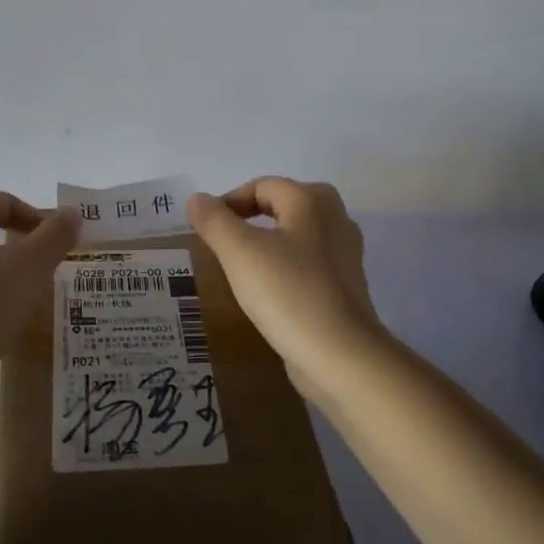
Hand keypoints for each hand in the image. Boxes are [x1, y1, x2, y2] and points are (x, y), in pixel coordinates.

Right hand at [187, 178, 385, 398]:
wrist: (341, 357)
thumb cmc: (288, 293)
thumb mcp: (239, 252)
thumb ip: (214, 221)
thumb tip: (197, 199)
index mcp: (311, 200)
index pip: (261, 186)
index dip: (229, 202)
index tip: (206, 230)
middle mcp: (335, 217)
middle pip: (282, 205)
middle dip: (250, 219)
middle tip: (223, 244)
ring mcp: (345, 253)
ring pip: (296, 235)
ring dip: (268, 243)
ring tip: (242, 268)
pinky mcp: (346, 286)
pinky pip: (307, 263)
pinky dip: (285, 268)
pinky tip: (269, 292)